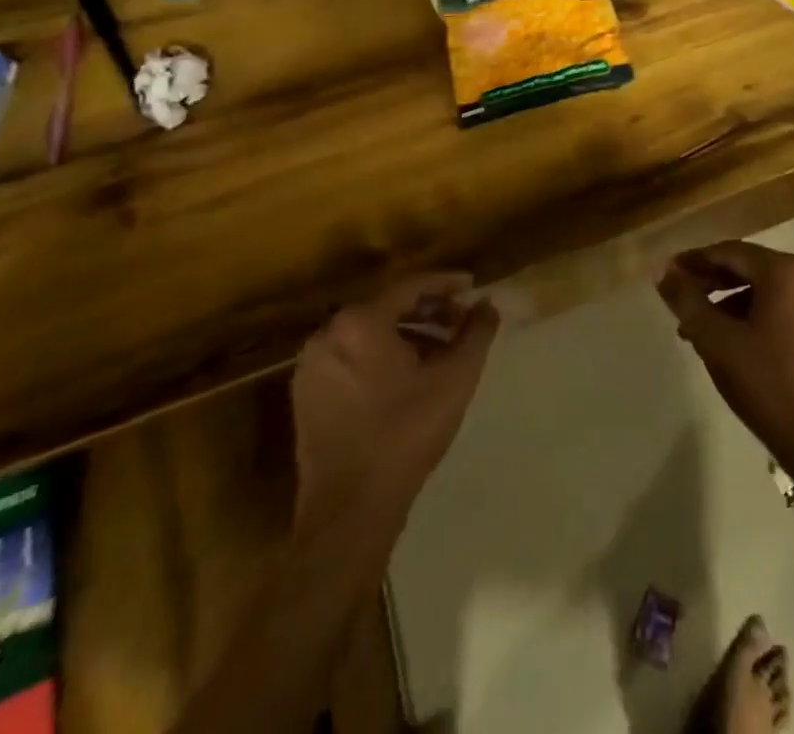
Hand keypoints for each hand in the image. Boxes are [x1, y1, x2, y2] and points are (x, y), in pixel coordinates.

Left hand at [291, 272, 499, 530]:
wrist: (350, 510)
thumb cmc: (405, 434)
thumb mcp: (455, 379)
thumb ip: (476, 333)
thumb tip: (487, 304)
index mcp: (360, 322)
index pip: (410, 286)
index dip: (446, 283)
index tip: (472, 286)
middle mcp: (328, 334)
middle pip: (387, 307)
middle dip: (428, 310)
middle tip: (461, 319)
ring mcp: (312, 365)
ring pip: (368, 333)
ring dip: (407, 333)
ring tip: (441, 349)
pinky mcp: (306, 394)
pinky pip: (350, 357)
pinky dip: (381, 355)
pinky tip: (409, 375)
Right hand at [657, 242, 793, 477]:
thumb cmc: (767, 384)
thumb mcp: (716, 340)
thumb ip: (687, 300)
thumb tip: (662, 270)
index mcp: (785, 270)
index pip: (730, 252)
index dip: (695, 261)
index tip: (668, 273)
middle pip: (749, 268)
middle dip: (711, 283)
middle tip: (680, 301)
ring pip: (764, 289)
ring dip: (729, 303)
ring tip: (699, 329)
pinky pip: (782, 306)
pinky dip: (753, 315)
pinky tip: (731, 340)